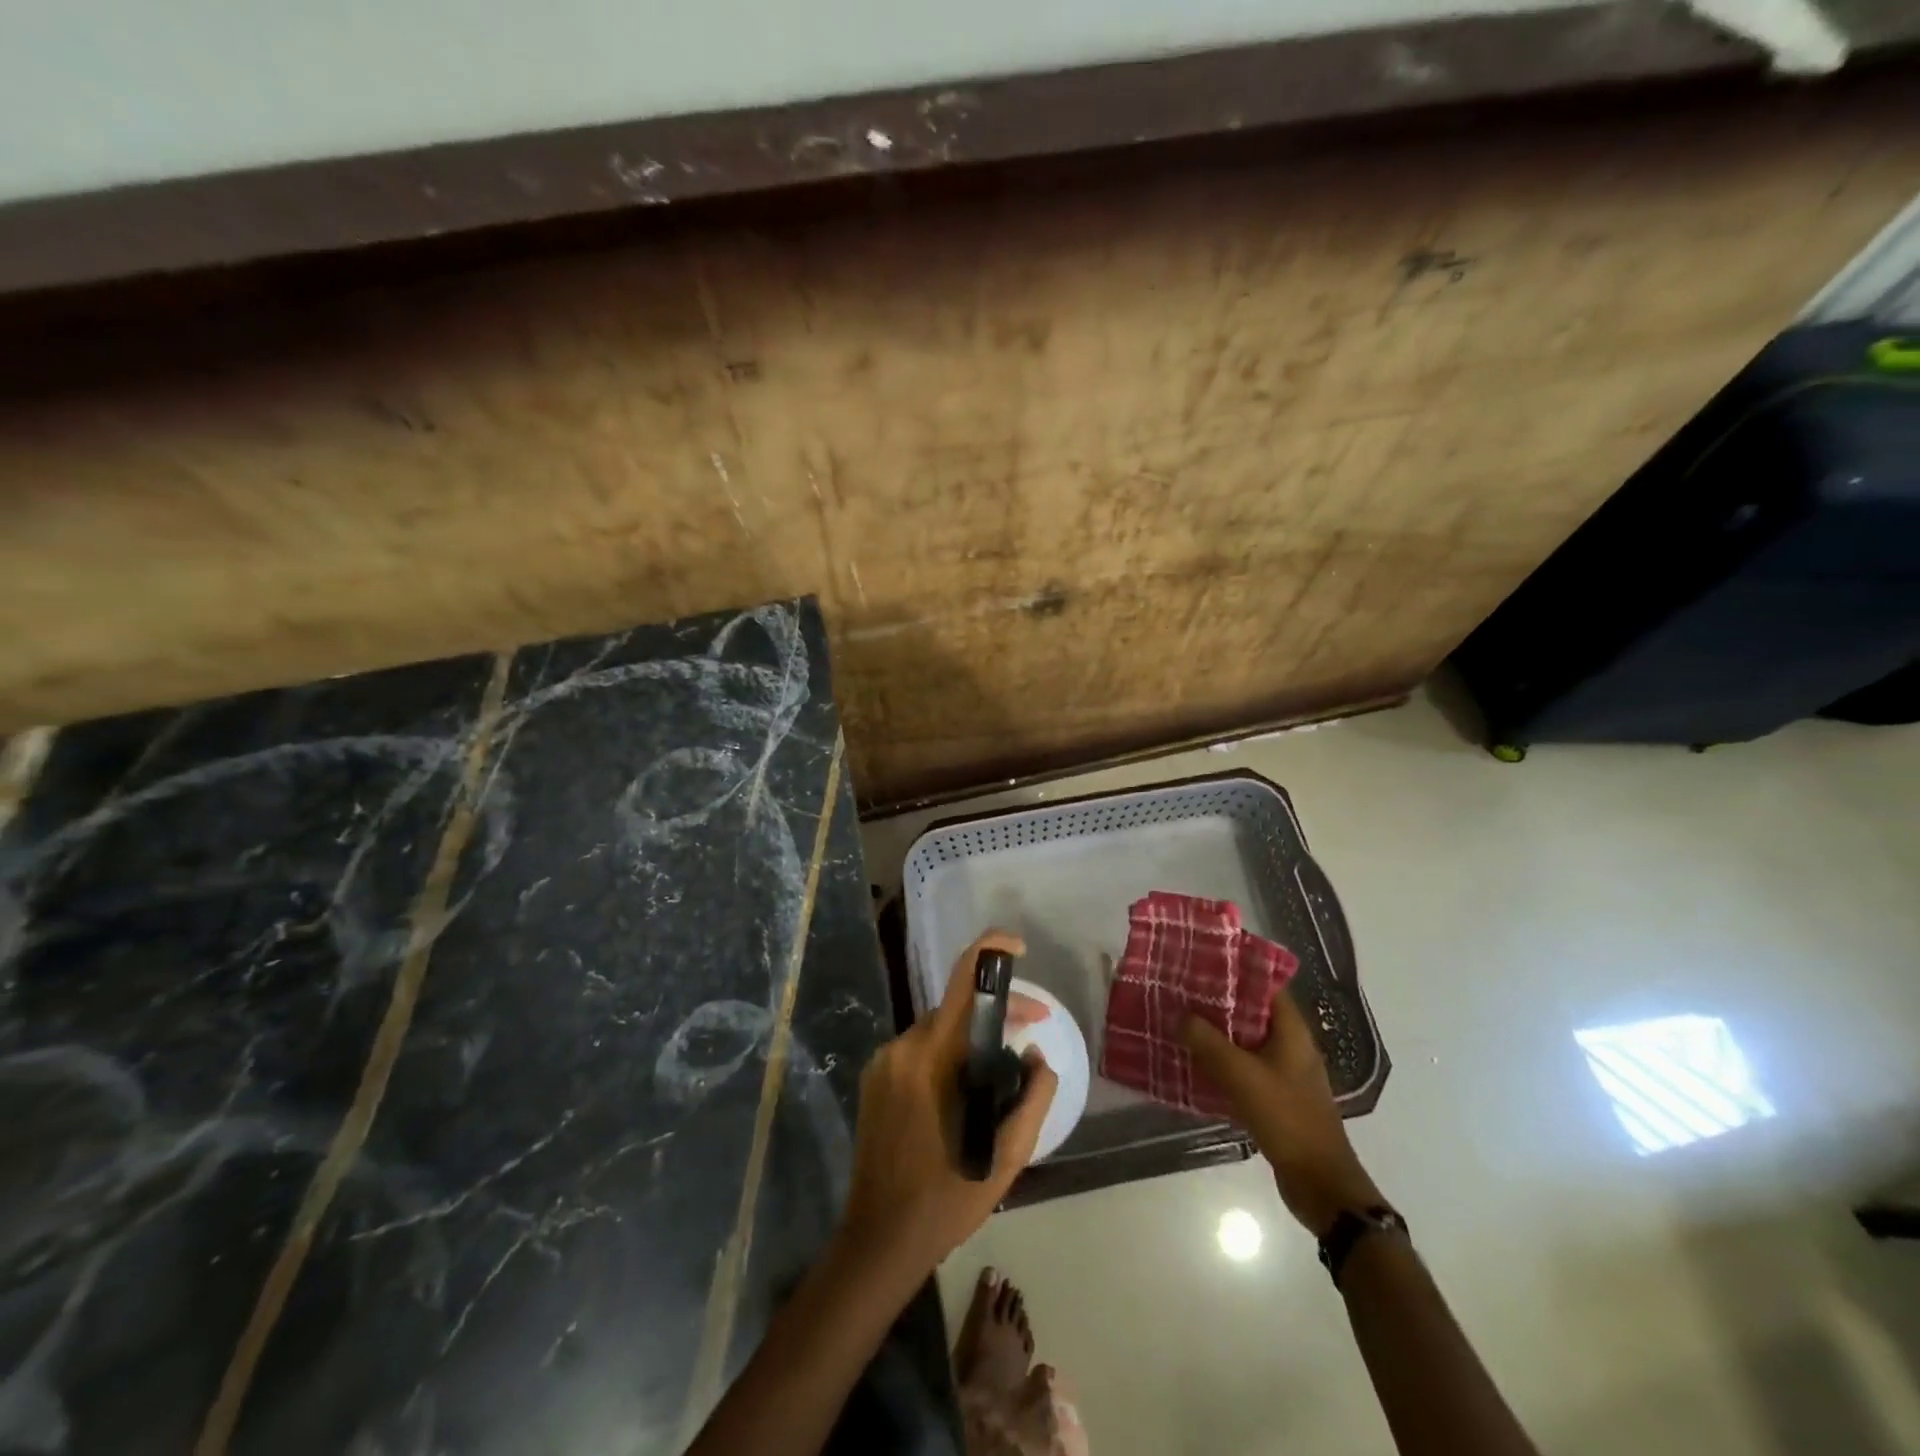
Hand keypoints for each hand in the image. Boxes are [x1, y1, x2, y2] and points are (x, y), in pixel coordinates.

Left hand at [837, 930, 1058, 1280]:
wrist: (879, 1240)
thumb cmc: (947, 1199)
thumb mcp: (1008, 1156)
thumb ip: (1033, 1098)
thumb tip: (1036, 1057)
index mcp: (932, 1057)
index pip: (962, 981)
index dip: (990, 951)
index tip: (1018, 948)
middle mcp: (903, 1047)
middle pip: (954, 1009)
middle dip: (996, 1012)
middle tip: (1032, 1031)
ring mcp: (883, 1062)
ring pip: (938, 1031)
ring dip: (971, 1038)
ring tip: (1003, 1068)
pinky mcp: (875, 1079)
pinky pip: (919, 1051)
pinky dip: (947, 1055)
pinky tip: (966, 1088)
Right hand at [1182, 983, 1381, 1236]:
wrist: (1321, 1183)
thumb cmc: (1287, 1118)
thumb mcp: (1242, 1076)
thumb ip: (1208, 1042)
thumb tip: (1180, 1014)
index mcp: (1292, 1031)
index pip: (1265, 985)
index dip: (1236, 970)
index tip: (1202, 961)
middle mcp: (1291, 1045)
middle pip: (1252, 1011)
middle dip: (1219, 1000)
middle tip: (1182, 989)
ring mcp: (1286, 1072)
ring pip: (1246, 1040)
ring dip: (1218, 1032)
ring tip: (1182, 1020)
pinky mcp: (1277, 1096)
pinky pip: (1246, 1066)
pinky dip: (1223, 1060)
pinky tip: (1196, 1062)